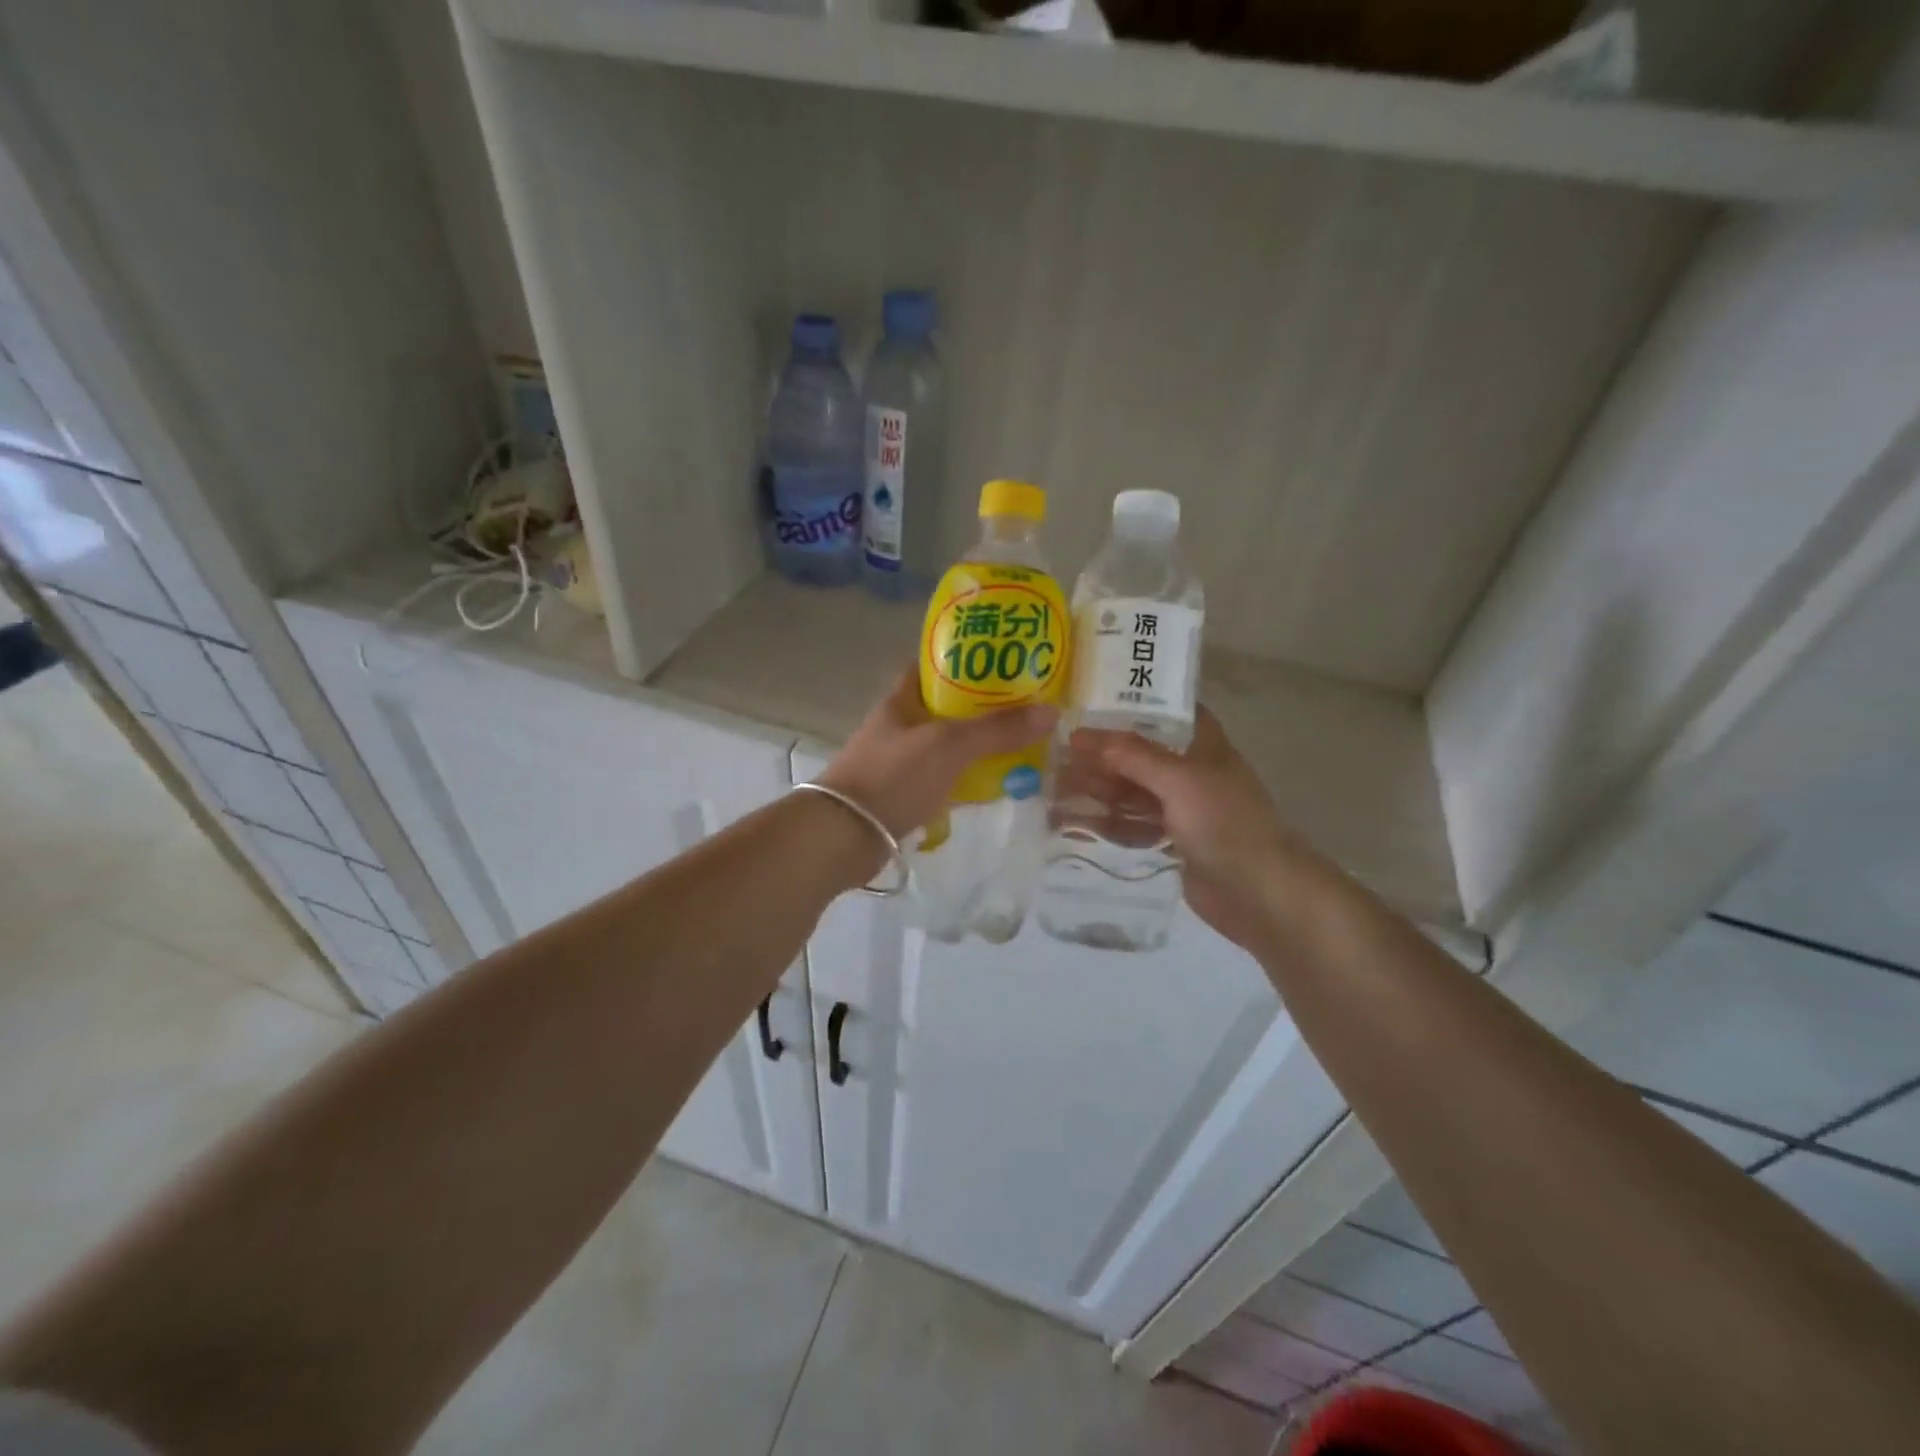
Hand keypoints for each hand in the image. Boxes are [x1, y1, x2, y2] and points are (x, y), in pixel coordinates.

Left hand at [817, 666, 1057, 840]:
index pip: (932, 667)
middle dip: (983, 708)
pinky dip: (968, 781)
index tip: (1003, 662)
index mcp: (901, 701)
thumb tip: (1051, 712)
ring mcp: (900, 763)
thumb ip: (997, 730)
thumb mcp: (949, 745)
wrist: (844, 836)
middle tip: (1026, 707)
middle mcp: (899, 727)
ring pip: (947, 747)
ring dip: (979, 747)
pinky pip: (944, 781)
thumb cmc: (893, 776)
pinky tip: (998, 785)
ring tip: (1024, 744)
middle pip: (947, 709)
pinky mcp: (904, 797)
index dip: (965, 660)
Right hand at [1075, 707, 1334, 953]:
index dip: (1131, 704)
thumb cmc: (1225, 824)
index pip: (1166, 712)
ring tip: (1052, 790)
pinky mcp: (1172, 843)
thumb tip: (1081, 735)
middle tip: (1054, 755)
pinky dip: (1104, 824)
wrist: (1261, 895)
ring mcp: (1182, 810)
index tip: (1089, 701)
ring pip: (1131, 792)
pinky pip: (1131, 826)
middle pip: (1139, 756)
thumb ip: (1131, 755)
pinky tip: (1071, 825)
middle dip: (1100, 756)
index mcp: (1203, 746)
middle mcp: (1192, 773)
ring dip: (1096, 791)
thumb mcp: (1179, 780)